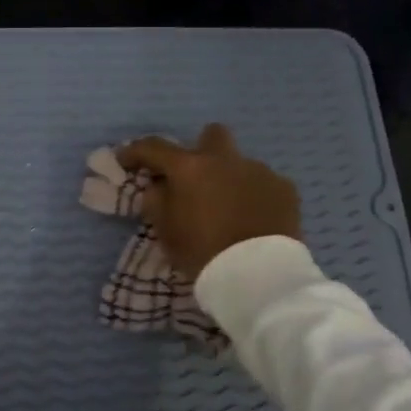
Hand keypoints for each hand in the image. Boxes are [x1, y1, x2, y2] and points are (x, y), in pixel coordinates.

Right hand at [117, 124, 299, 279]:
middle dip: (200, 150)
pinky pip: (263, 184)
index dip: (135, 152)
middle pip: (212, 135)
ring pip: (239, 165)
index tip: (125, 161)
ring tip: (228, 210)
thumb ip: (157, 201)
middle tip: (194, 177)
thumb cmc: (203, 252)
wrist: (258, 274)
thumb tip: (158, 186)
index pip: (154, 148)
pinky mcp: (285, 189)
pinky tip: (253, 220)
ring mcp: (259, 171)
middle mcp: (226, 160)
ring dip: (229, 179)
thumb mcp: (166, 232)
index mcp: (190, 168)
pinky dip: (254, 196)